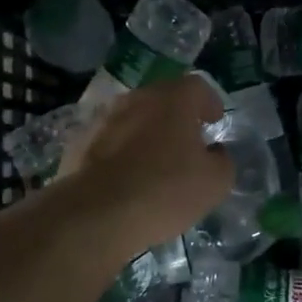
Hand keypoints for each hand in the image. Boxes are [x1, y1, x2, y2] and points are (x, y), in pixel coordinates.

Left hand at [56, 76, 233, 255]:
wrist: (97, 215)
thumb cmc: (165, 191)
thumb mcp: (215, 182)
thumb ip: (222, 160)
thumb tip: (214, 153)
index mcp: (172, 100)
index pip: (196, 86)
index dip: (209, 102)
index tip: (214, 120)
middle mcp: (135, 99)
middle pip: (161, 99)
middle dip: (176, 116)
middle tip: (187, 140)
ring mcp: (103, 119)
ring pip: (132, 118)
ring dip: (146, 132)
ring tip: (155, 161)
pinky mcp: (79, 143)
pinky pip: (109, 141)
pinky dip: (121, 152)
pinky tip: (125, 178)